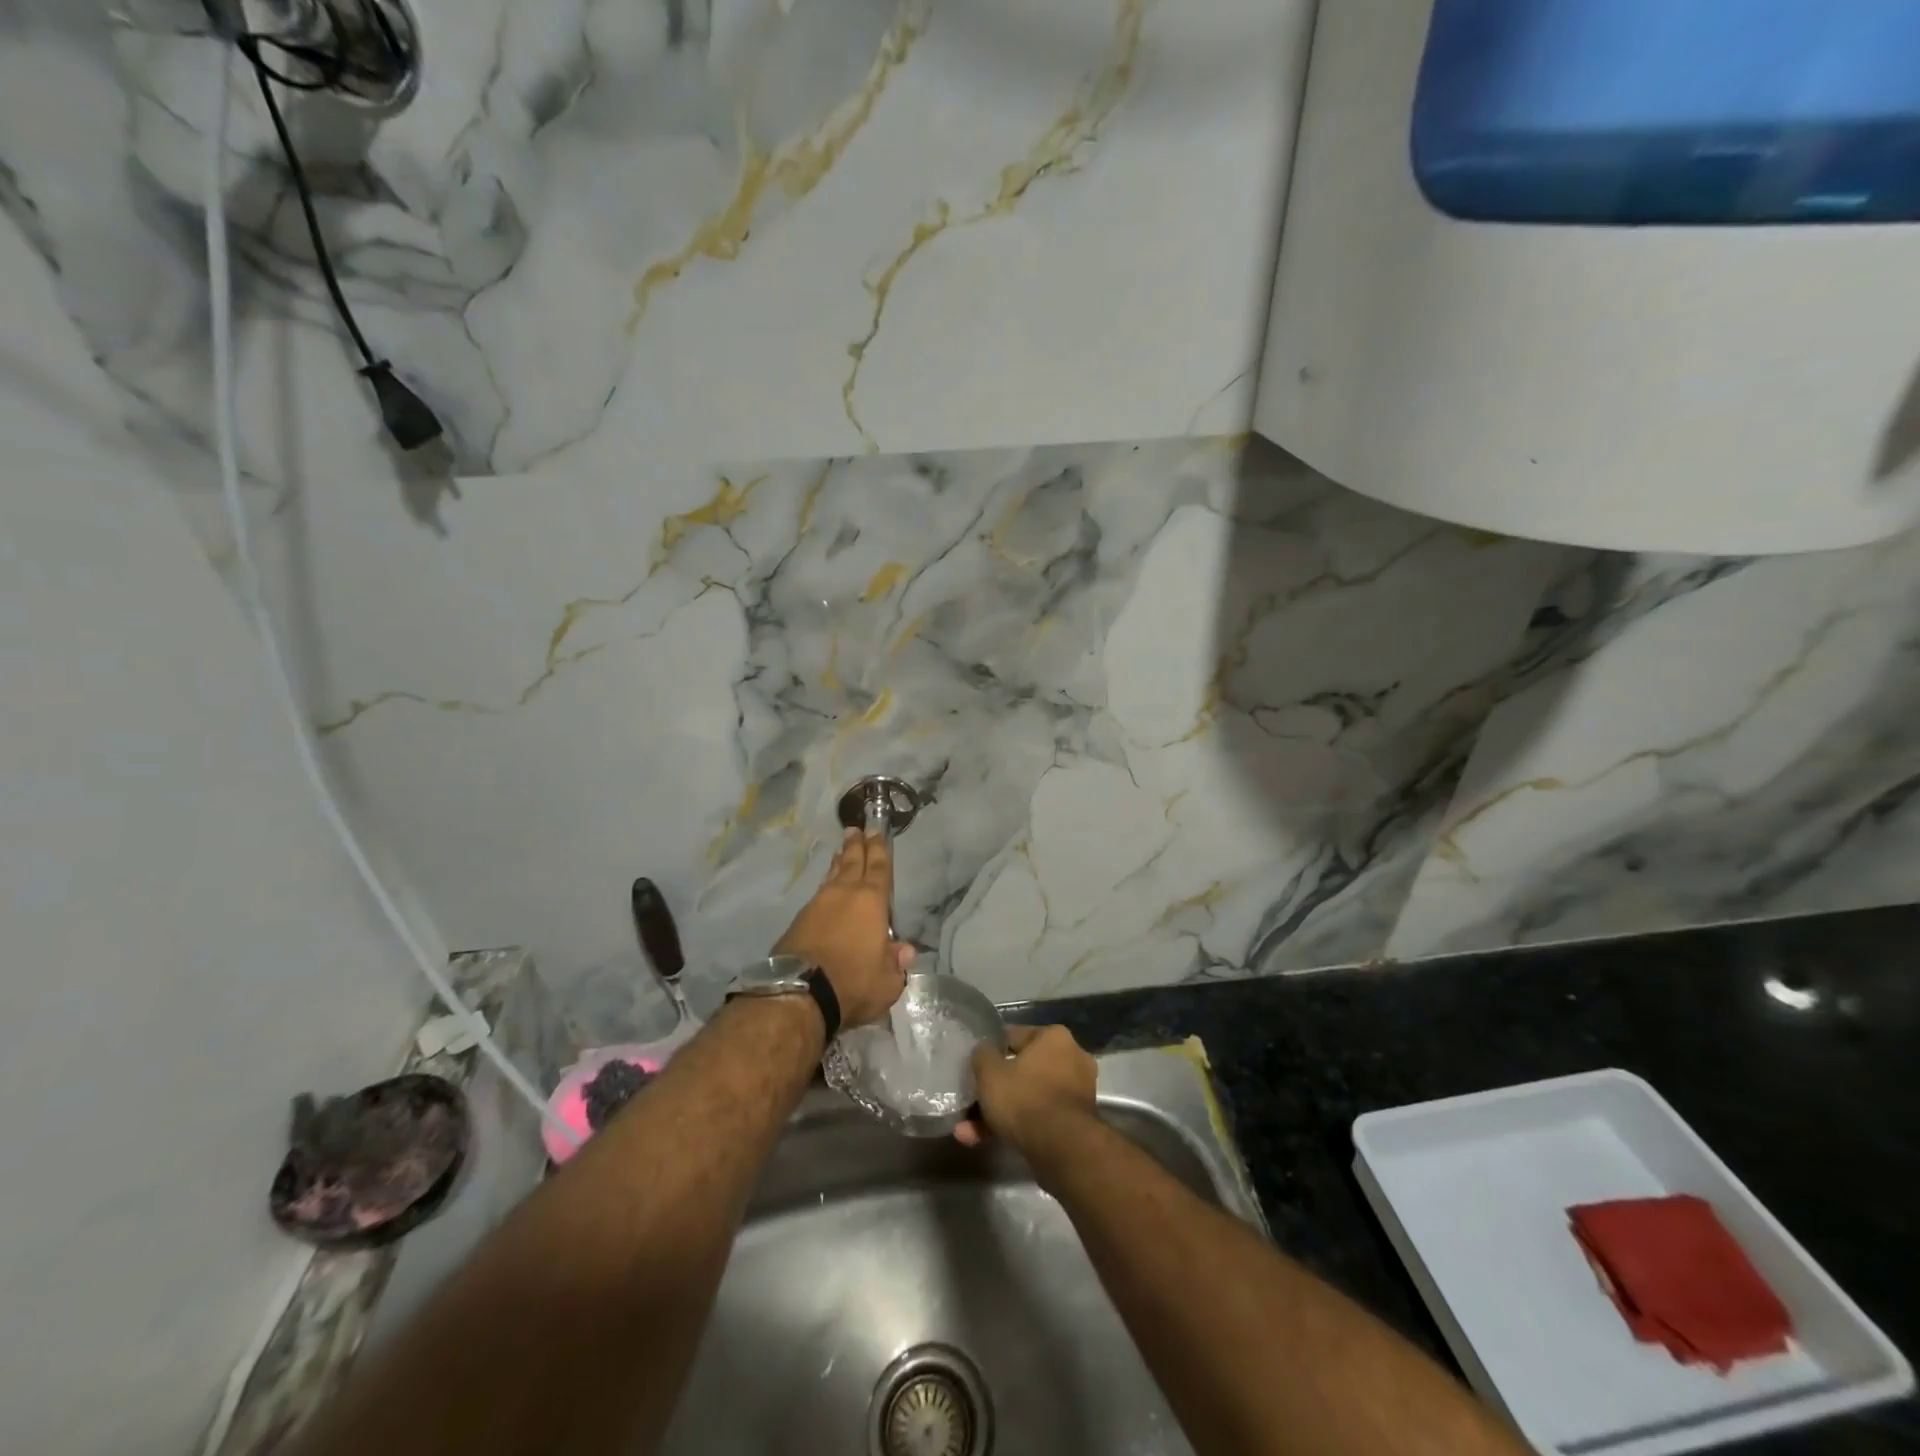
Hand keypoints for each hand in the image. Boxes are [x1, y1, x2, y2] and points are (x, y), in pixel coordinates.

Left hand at [773, 828, 912, 1028]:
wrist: (800, 993)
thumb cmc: (853, 982)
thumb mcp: (886, 981)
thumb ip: (896, 963)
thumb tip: (905, 951)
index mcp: (872, 902)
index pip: (879, 868)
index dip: (879, 850)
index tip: (876, 832)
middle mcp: (844, 894)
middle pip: (852, 863)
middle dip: (856, 846)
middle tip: (856, 830)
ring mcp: (818, 904)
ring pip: (832, 875)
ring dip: (838, 862)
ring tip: (841, 851)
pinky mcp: (799, 920)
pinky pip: (818, 893)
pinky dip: (825, 886)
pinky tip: (825, 889)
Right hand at [955, 1024, 1096, 1154]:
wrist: (1063, 1150)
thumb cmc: (1024, 1099)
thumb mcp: (990, 1072)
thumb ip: (982, 1055)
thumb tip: (984, 1051)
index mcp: (1054, 1037)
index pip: (1014, 1036)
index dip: (991, 1052)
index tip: (974, 1067)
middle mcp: (1071, 1058)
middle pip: (1021, 1071)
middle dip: (994, 1091)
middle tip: (971, 1104)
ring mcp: (1077, 1092)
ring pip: (1028, 1097)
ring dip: (999, 1113)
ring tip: (968, 1132)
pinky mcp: (1076, 1122)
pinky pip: (1039, 1116)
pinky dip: (1016, 1126)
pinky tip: (984, 1141)